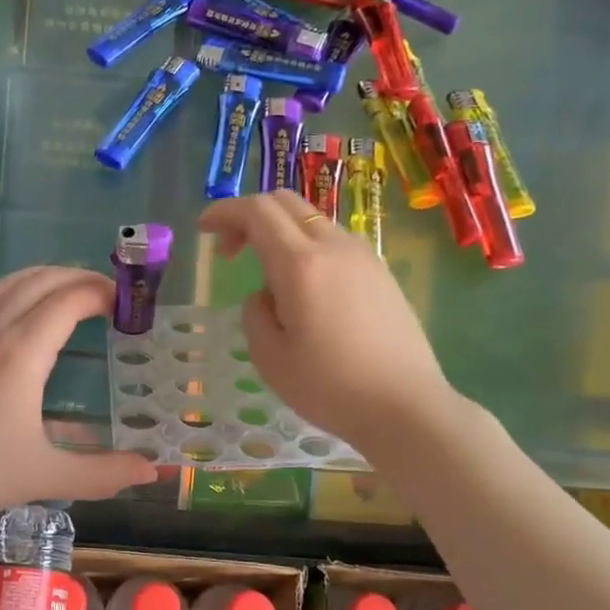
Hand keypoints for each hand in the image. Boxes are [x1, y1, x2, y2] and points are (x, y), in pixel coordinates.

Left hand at [0, 266, 156, 519]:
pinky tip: (27, 320)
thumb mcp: (45, 477)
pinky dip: (21, 291)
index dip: (103, 293)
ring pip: (12, 282)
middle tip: (110, 296)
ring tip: (74, 297)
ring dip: (49, 279)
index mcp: (21, 352)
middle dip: (80, 278)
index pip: (69, 299)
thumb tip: (152, 471)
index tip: (128, 305)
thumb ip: (103, 473)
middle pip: (42, 279)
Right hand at [199, 191, 459, 454]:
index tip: (203, 228)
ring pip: (311, 220)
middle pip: (284, 203)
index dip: (223, 211)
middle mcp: (333, 246)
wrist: (407, 407)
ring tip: (269, 277)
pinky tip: (306, 288)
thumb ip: (255, 313)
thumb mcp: (269, 357)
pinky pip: (334, 241)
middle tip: (231, 251)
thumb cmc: (330, 387)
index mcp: (300, 263)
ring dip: (280, 232)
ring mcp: (363, 257)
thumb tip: (268, 296)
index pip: (256, 211)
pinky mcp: (381, 273)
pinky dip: (307, 246)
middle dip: (249, 216)